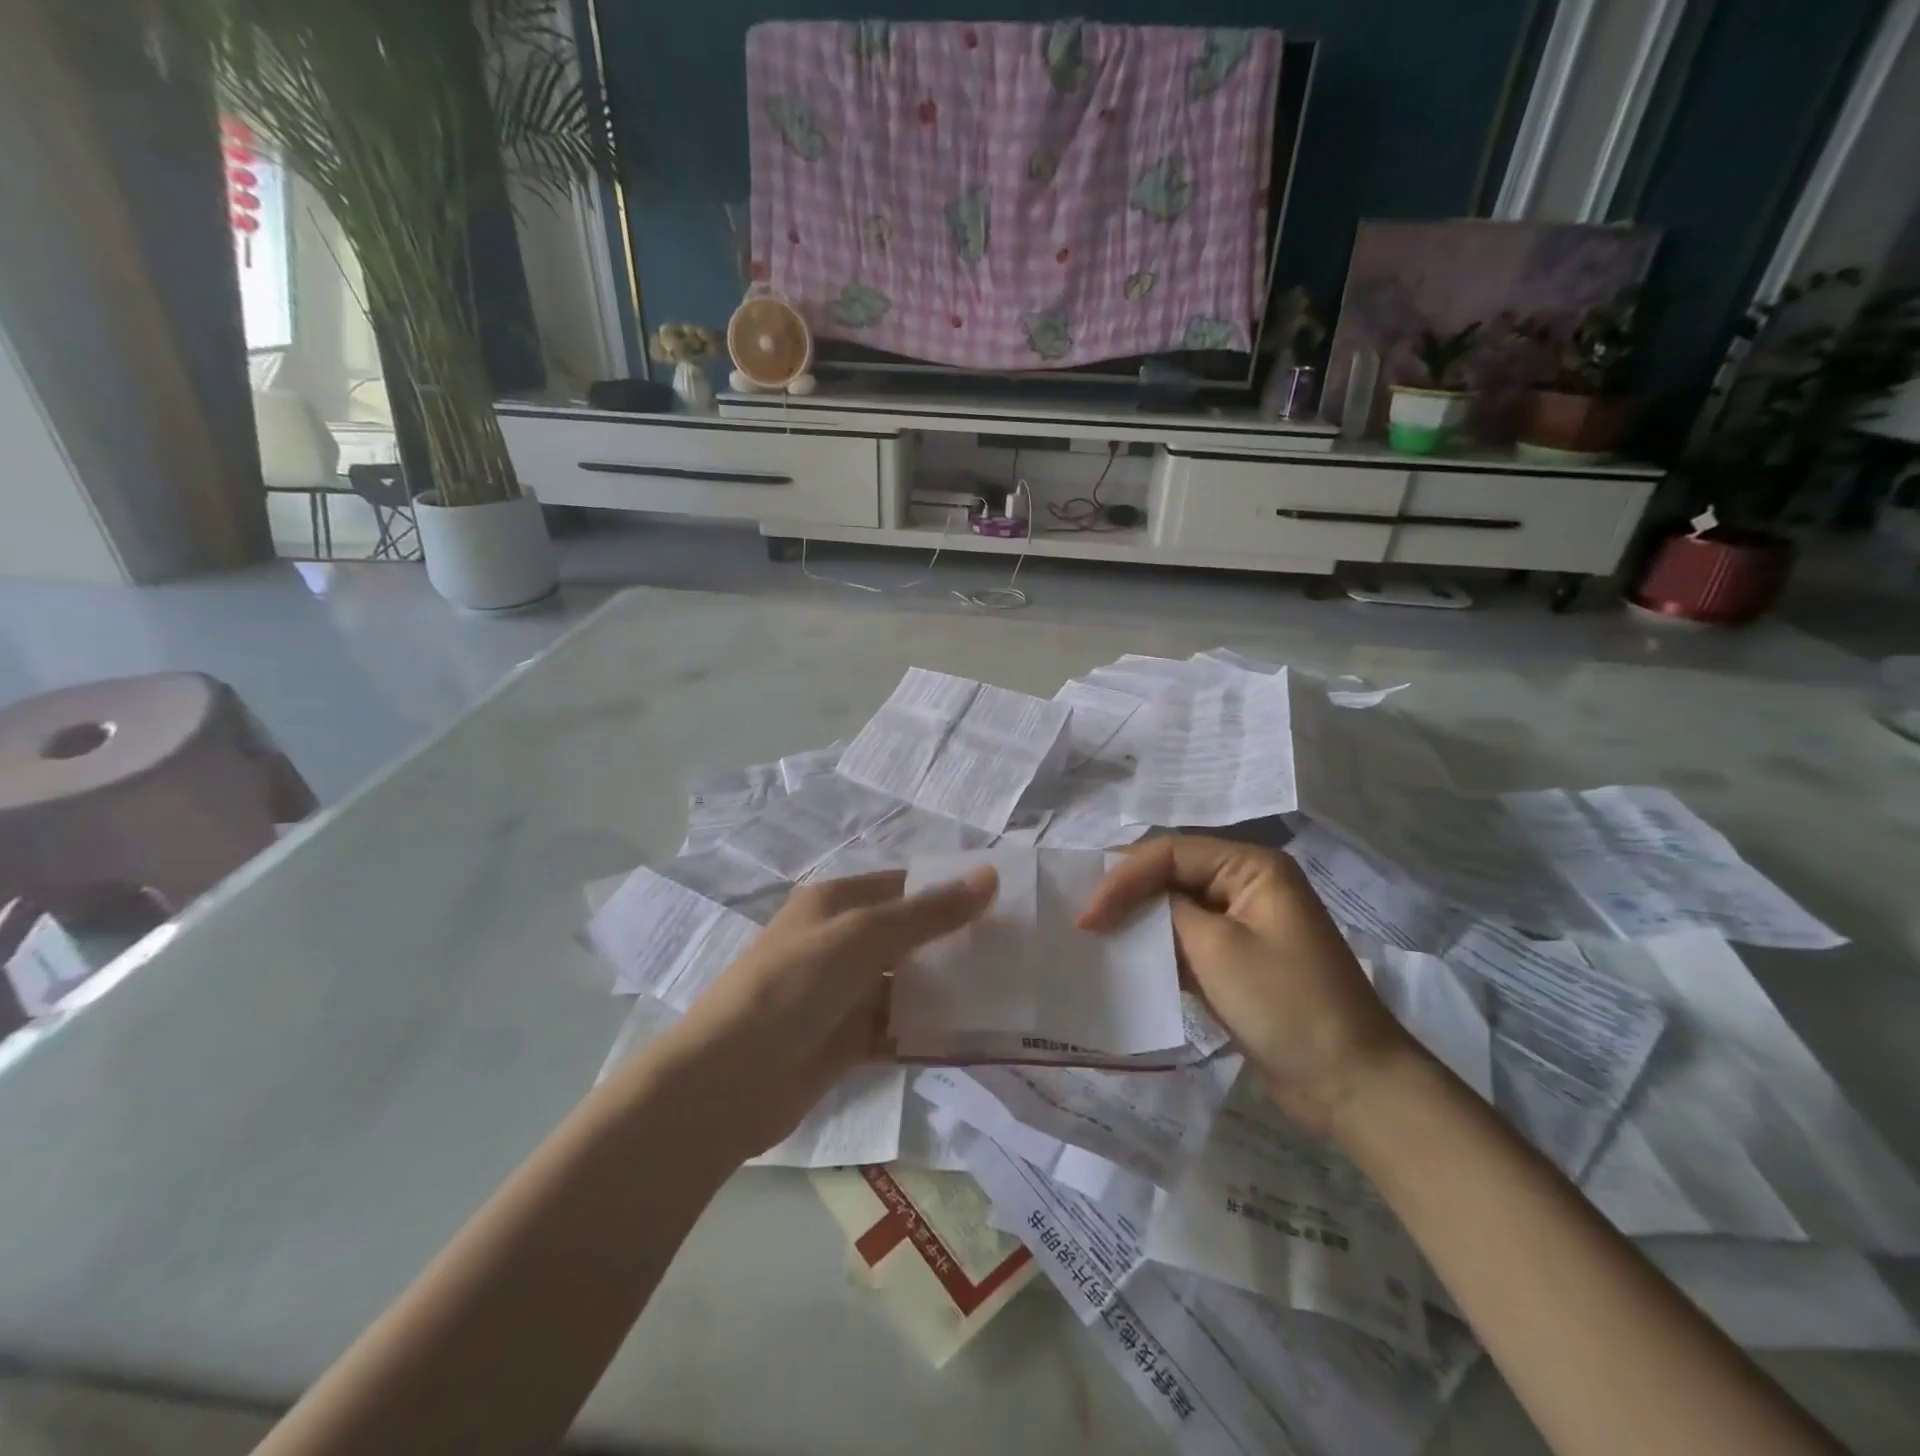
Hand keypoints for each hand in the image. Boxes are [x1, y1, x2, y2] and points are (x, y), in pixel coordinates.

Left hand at [648, 866, 997, 1160]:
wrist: (726, 1084)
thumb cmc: (792, 988)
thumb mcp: (860, 938)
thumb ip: (927, 913)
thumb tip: (989, 876)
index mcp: (835, 903)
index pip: (904, 885)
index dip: (950, 890)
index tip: (1005, 902)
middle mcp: (840, 942)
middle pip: (909, 935)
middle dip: (956, 942)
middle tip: (1018, 951)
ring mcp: (842, 994)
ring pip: (907, 984)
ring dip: (948, 990)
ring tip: (1007, 995)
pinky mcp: (846, 1041)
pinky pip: (898, 1029)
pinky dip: (929, 1032)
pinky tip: (973, 1040)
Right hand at [1079, 835, 1416, 1135]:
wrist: (1349, 1085)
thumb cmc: (1285, 1005)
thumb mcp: (1217, 950)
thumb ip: (1167, 913)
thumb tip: (1128, 903)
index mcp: (1251, 867)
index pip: (1170, 853)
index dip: (1123, 877)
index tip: (1087, 915)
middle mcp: (1246, 884)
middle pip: (1171, 873)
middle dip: (1126, 892)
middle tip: (1082, 917)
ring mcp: (1242, 923)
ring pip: (1174, 906)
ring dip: (1137, 919)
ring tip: (1093, 935)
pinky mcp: (1236, 959)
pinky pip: (1186, 939)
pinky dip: (1156, 946)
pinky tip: (1125, 958)